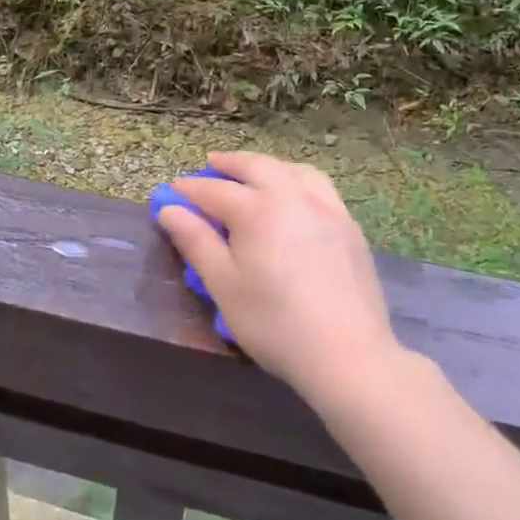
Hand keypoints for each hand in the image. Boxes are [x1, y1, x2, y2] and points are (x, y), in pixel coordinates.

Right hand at [157, 151, 402, 409]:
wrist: (349, 356)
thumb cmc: (275, 324)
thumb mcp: (223, 286)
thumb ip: (196, 241)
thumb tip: (169, 209)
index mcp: (257, 210)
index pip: (214, 190)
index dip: (190, 189)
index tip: (172, 190)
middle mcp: (292, 197)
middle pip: (256, 166)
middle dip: (230, 163)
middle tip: (211, 164)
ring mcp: (326, 208)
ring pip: (292, 170)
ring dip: (267, 166)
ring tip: (253, 173)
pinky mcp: (349, 226)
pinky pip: (319, 186)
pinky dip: (297, 179)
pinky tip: (294, 196)